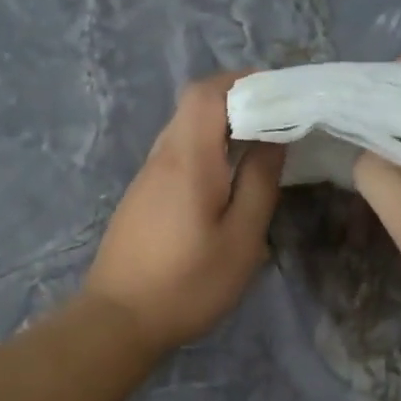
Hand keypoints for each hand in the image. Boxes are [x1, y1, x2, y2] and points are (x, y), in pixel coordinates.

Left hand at [84, 72, 286, 356]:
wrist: (119, 320)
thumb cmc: (189, 282)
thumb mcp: (241, 238)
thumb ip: (260, 182)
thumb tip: (274, 137)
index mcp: (188, 158)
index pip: (207, 91)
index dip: (243, 81)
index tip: (280, 93)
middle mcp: (162, 157)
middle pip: (194, 105)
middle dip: (237, 101)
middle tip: (278, 119)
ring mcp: (146, 177)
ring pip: (184, 130)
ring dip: (221, 127)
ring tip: (260, 147)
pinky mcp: (142, 197)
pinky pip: (176, 155)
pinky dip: (206, 150)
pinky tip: (227, 179)